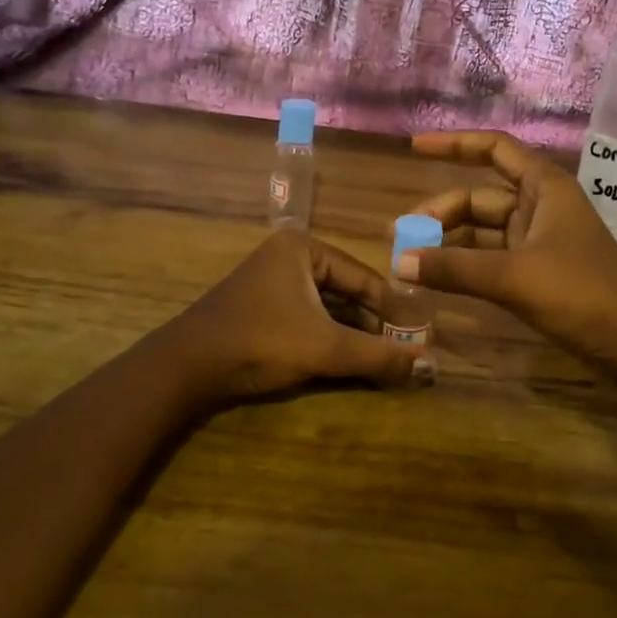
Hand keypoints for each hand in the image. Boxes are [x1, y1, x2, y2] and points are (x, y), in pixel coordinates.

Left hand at [157, 229, 432, 407]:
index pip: (365, 278)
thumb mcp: (326, 348)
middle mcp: (289, 257)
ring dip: (353, 333)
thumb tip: (431, 366)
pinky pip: (307, 317)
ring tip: (384, 359)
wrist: (185, 368)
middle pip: (347, 291)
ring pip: (327, 307)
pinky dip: (329, 338)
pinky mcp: (260, 308)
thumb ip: (378, 356)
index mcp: (304, 248)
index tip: (422, 336)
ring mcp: (271, 282)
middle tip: (406, 351)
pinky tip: (349, 360)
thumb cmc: (260, 343)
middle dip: (374, 324)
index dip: (395, 311)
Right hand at [400, 132, 616, 400]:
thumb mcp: (513, 277)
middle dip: (440, 213)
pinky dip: (465, 264)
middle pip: (480, 197)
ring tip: (409, 258)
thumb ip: (453, 268)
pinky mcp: (539, 271)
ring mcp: (540, 240)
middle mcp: (542, 206)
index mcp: (545, 188)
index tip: (413, 148)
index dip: (454, 144)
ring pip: (484, 230)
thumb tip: (399, 263)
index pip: (494, 149)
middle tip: (400, 236)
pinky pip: (492, 257)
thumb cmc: (580, 295)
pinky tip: (438, 276)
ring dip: (449, 241)